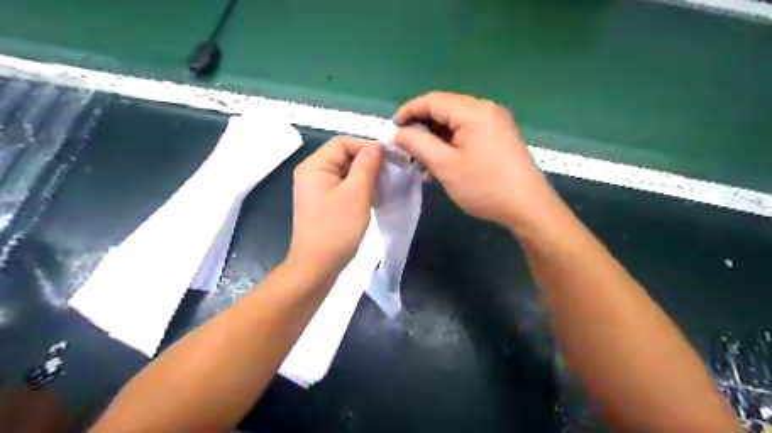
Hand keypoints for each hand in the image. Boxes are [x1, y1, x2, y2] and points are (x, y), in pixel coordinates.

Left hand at [286, 135, 382, 276]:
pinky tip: (372, 198)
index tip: (389, 160)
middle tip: (390, 174)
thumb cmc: (337, 228)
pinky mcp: (323, 203)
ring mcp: (317, 190)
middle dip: (367, 163)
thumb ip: (367, 165)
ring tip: (383, 187)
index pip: (343, 143)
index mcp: (314, 166)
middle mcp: (312, 174)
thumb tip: (377, 145)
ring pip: (345, 173)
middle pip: (343, 156)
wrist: (317, 267)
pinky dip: (359, 189)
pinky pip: (343, 187)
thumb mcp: (357, 193)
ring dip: (365, 177)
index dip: (366, 147)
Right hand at [394, 91, 558, 229]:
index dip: (408, 112)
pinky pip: (468, 135)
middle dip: (422, 129)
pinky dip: (451, 147)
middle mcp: (486, 110)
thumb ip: (418, 144)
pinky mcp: (499, 138)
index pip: (432, 100)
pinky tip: (442, 166)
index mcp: (473, 111)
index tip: (392, 129)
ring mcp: (495, 124)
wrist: (528, 208)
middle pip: (444, 111)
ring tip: (422, 164)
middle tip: (407, 150)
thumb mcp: (445, 165)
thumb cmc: (484, 186)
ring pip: (455, 125)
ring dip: (436, 141)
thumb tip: (399, 133)